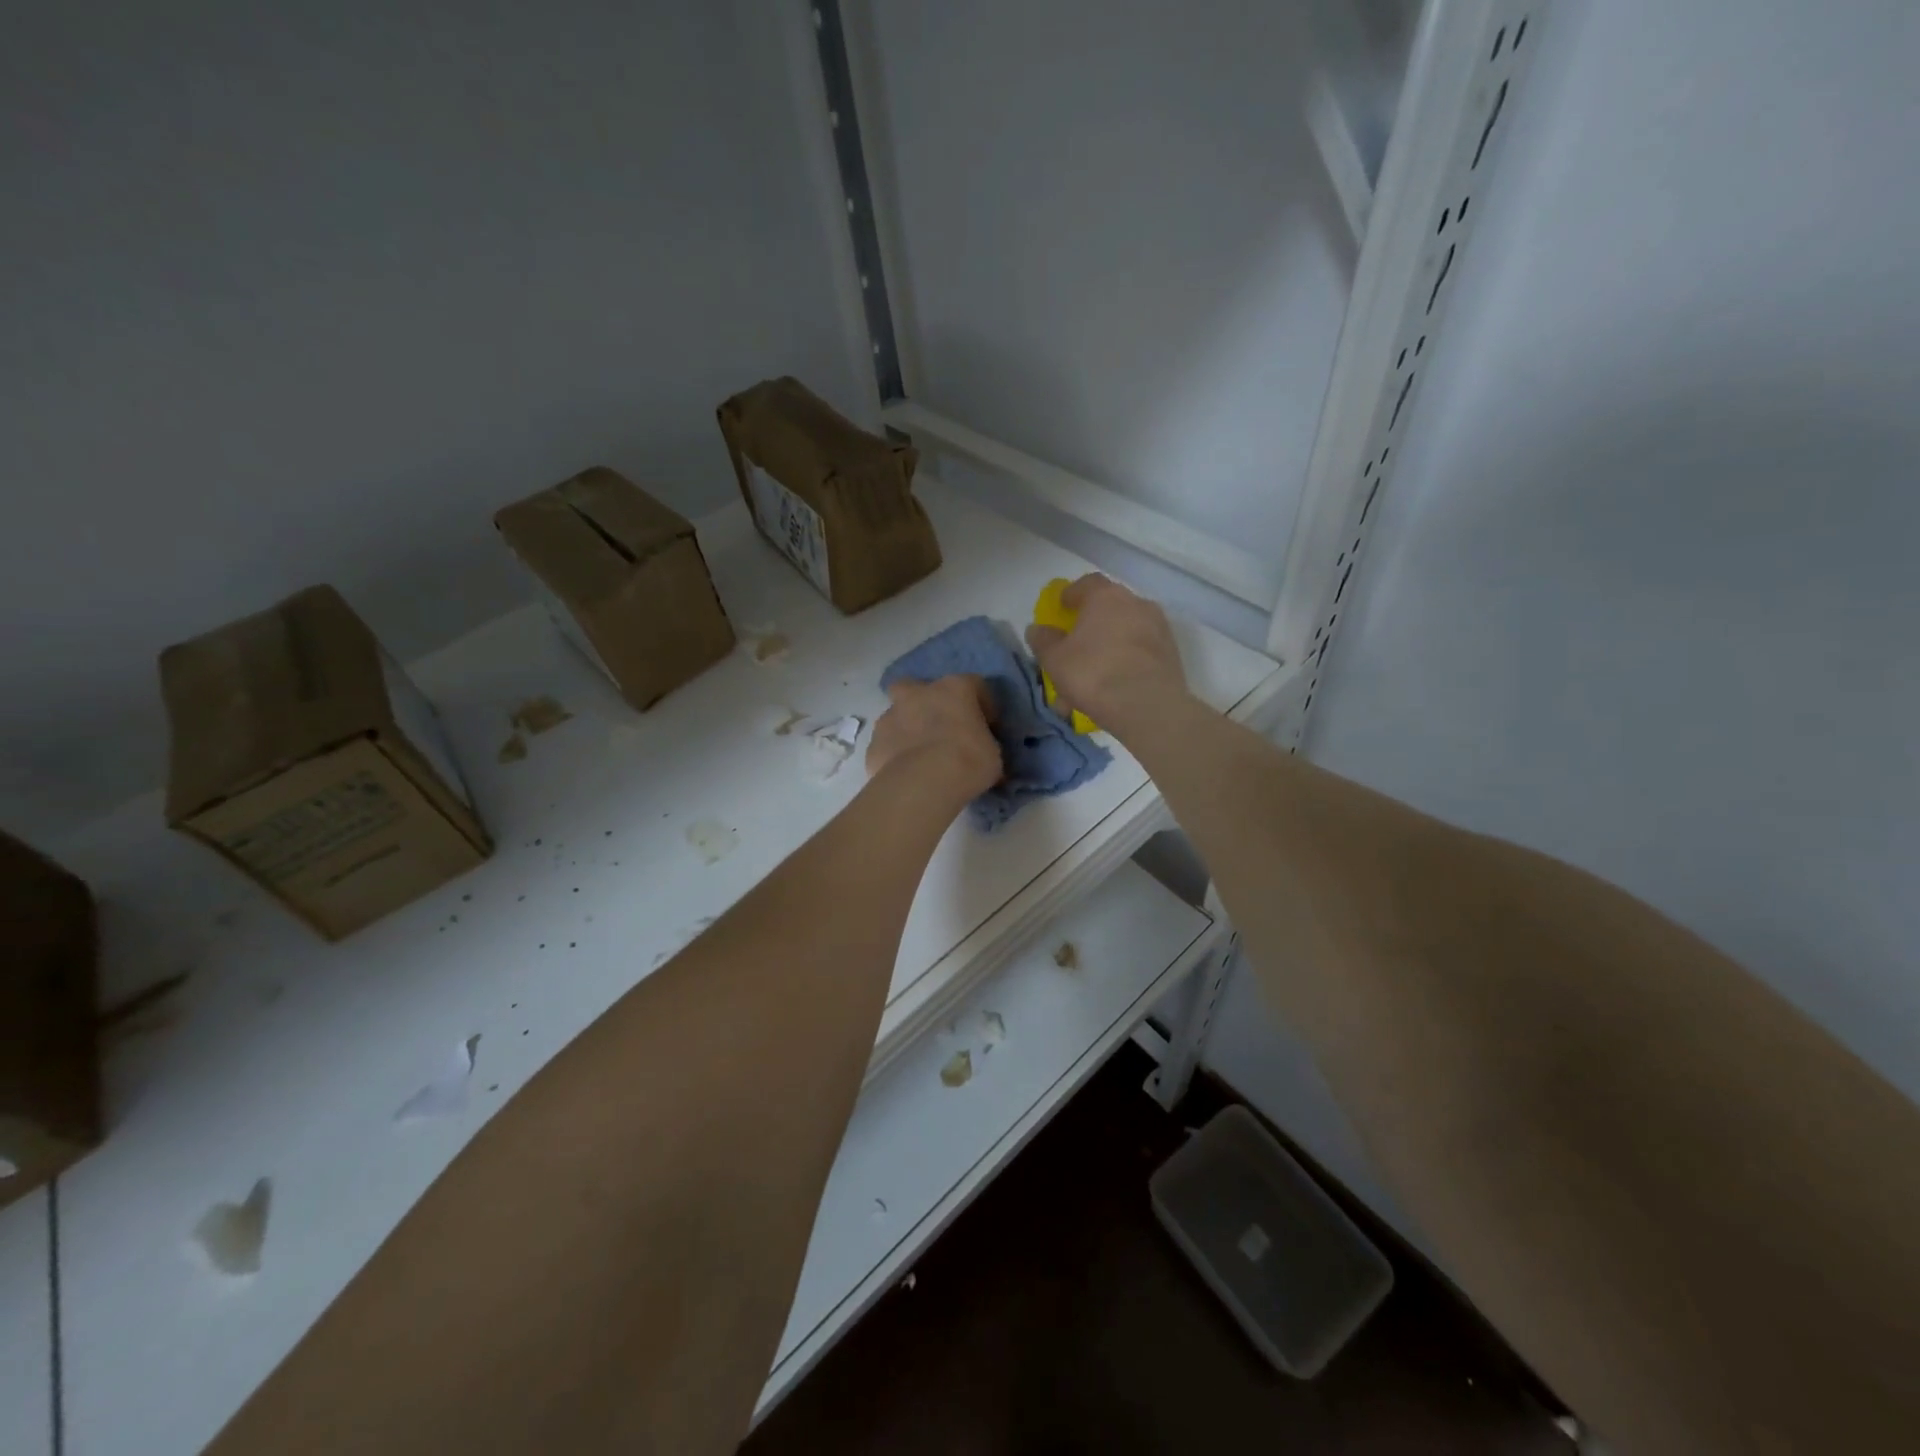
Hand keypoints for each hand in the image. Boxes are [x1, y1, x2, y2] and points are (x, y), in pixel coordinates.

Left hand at [866, 675, 1001, 802]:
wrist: (923, 784)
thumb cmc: (968, 761)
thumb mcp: (992, 754)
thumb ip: (985, 745)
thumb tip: (984, 754)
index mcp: (954, 689)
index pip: (974, 684)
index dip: (982, 704)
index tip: (988, 726)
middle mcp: (918, 694)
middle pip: (916, 686)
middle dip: (924, 701)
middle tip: (938, 725)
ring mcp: (890, 717)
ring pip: (896, 715)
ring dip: (907, 728)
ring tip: (920, 755)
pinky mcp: (873, 744)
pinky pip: (886, 745)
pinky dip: (894, 755)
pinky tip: (905, 773)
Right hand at [1025, 574, 1189, 739]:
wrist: (1148, 706)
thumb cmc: (1094, 673)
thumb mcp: (1054, 659)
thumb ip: (1043, 640)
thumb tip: (1037, 629)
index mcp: (1106, 596)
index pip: (1086, 583)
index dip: (1071, 594)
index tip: (1061, 608)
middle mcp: (1136, 603)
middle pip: (1109, 607)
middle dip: (1091, 623)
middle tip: (1077, 644)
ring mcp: (1158, 627)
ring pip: (1125, 632)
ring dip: (1109, 646)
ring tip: (1094, 674)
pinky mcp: (1171, 653)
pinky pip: (1140, 652)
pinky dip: (1126, 662)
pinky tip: (1113, 686)